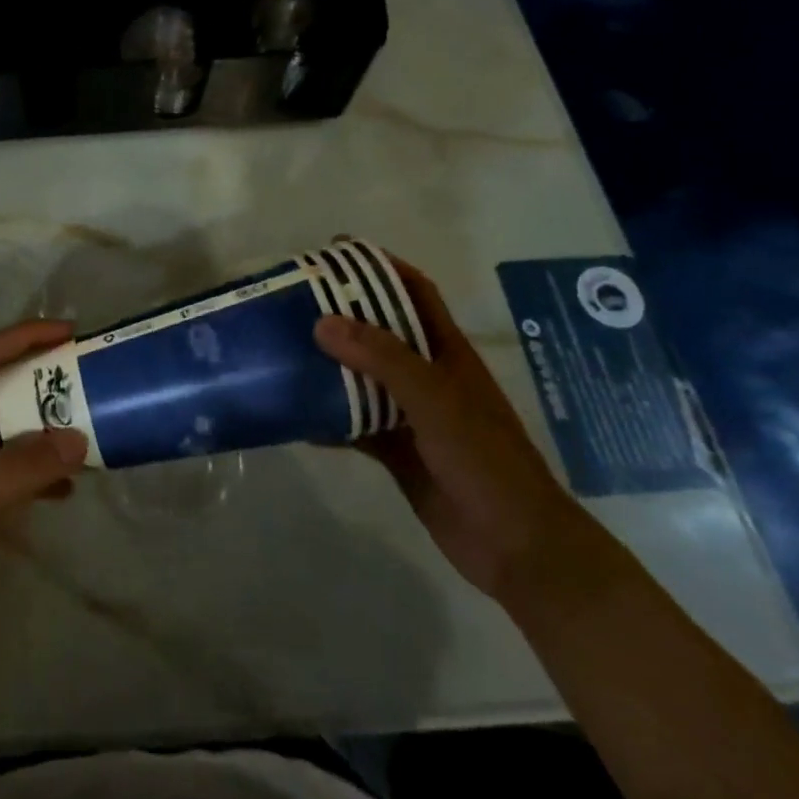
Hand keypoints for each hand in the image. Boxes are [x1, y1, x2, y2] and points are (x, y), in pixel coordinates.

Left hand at [0, 319, 88, 637]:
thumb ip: (21, 470)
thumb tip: (78, 439)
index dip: (26, 336)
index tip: (70, 332)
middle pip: (2, 387)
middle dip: (44, 378)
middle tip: (88, 380)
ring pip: (8, 427)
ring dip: (45, 425)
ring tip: (87, 430)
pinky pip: (8, 466)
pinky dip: (36, 470)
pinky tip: (65, 490)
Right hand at [314, 259, 593, 601]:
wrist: (516, 547)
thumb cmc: (484, 459)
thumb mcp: (434, 399)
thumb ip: (382, 358)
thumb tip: (322, 321)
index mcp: (447, 352)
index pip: (414, 292)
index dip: (380, 266)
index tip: (335, 252)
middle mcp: (427, 376)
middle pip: (379, 331)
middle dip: (340, 312)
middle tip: (292, 300)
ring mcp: (411, 414)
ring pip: (361, 377)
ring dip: (328, 364)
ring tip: (282, 348)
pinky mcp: (396, 450)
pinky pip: (353, 423)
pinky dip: (327, 416)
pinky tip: (294, 413)